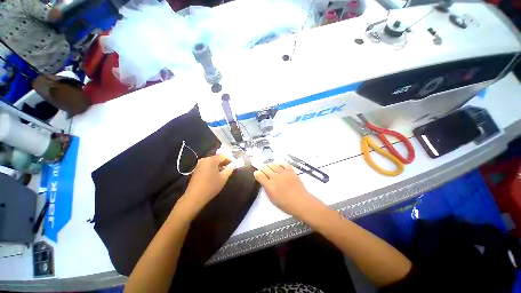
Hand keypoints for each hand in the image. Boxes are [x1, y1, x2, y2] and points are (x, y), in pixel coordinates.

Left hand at [181, 154, 235, 213]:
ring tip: (223, 173)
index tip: (234, 166)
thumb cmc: (211, 187)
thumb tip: (234, 164)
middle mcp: (205, 159)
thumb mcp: (223, 178)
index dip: (230, 159)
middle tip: (229, 170)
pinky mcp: (197, 169)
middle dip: (224, 163)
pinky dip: (213, 168)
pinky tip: (215, 176)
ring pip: (213, 162)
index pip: (224, 155)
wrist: (194, 197)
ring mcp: (199, 164)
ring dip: (219, 166)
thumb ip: (230, 169)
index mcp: (211, 160)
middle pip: (218, 158)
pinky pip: (208, 165)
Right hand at [254, 162, 324, 217]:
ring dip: (270, 165)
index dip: (257, 173)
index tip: (257, 174)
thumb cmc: (286, 204)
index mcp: (270, 186)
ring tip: (269, 165)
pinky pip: (285, 164)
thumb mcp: (273, 199)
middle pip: (266, 169)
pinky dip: (281, 163)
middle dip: (262, 168)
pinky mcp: (291, 172)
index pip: (260, 175)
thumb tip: (264, 182)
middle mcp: (276, 178)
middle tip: (262, 169)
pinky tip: (279, 165)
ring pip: (274, 165)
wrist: (301, 202)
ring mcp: (284, 174)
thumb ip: (267, 189)